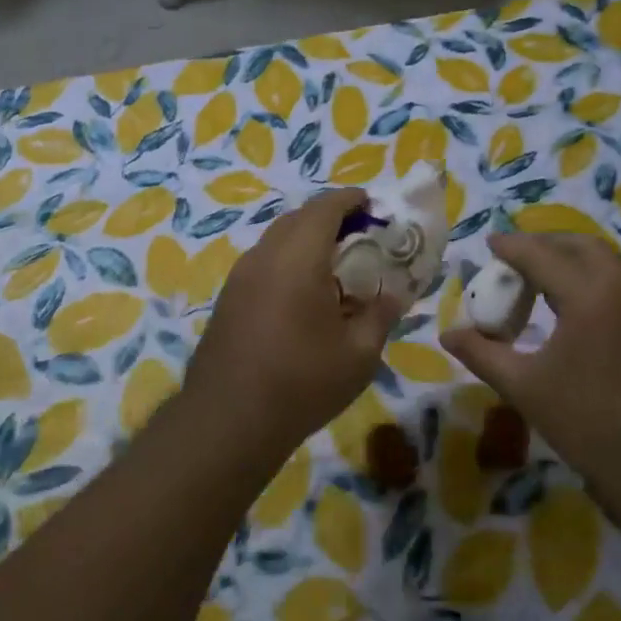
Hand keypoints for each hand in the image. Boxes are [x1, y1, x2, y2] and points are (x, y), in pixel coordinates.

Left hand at [184, 189, 405, 448]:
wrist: (228, 421)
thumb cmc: (301, 383)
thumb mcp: (359, 354)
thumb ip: (380, 315)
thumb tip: (393, 294)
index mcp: (298, 258)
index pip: (325, 207)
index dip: (351, 199)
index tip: (374, 205)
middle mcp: (264, 256)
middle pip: (298, 218)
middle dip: (330, 217)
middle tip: (360, 236)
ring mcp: (240, 277)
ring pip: (277, 239)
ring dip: (306, 239)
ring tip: (335, 265)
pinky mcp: (228, 299)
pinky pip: (264, 263)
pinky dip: (288, 261)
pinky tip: (303, 294)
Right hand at [441, 232, 620, 501]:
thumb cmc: (588, 423)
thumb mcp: (524, 387)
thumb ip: (482, 353)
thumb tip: (447, 335)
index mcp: (589, 295)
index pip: (541, 255)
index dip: (511, 247)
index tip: (488, 242)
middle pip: (581, 247)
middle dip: (544, 244)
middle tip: (513, 258)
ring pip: (604, 264)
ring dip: (568, 261)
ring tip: (534, 281)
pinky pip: (616, 285)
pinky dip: (587, 281)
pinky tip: (566, 309)